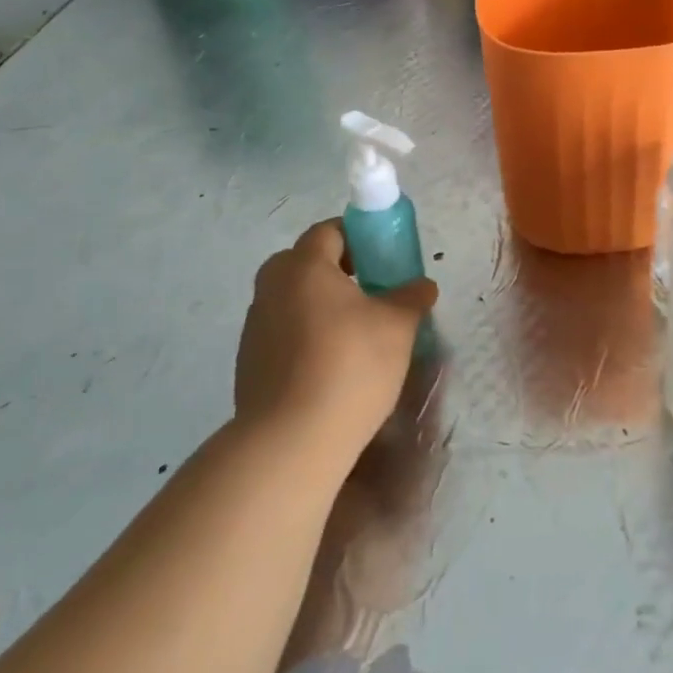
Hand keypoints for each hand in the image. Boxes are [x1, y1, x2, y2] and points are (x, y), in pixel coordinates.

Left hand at [234, 220, 436, 458]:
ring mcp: (255, 327)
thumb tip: (422, 286)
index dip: (359, 237)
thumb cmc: (350, 365)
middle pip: (306, 264)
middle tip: (372, 294)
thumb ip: (411, 298)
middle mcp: (271, 288)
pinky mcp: (249, 363)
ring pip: (294, 300)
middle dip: (339, 272)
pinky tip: (332, 367)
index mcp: (303, 266)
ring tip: (356, 335)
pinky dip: (307, 338)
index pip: (329, 231)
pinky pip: (284, 334)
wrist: (291, 440)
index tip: (385, 258)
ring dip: (322, 307)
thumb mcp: (398, 326)